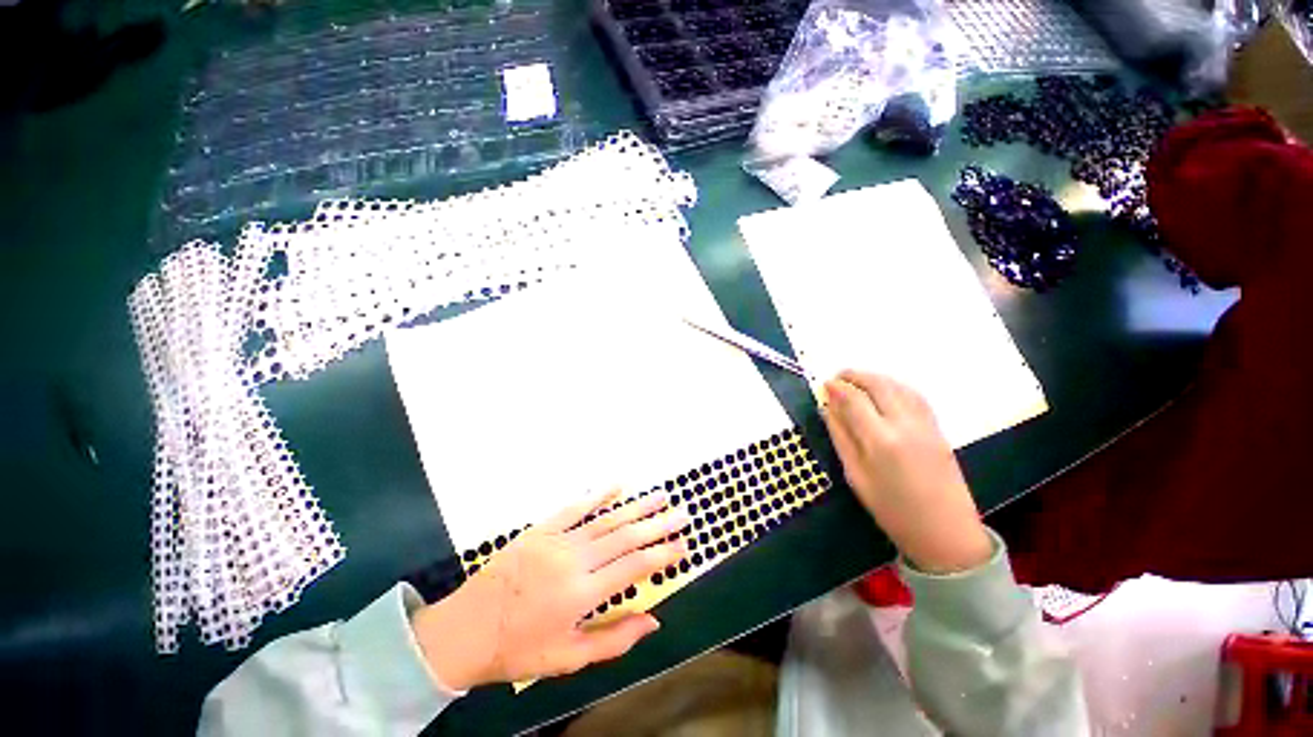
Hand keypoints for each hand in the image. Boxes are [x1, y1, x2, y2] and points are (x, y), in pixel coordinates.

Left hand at [411, 490, 688, 689]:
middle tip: (681, 513)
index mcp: (582, 594)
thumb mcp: (568, 659)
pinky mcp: (541, 529)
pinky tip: (617, 484)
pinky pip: (575, 508)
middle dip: (658, 524)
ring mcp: (557, 540)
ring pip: (606, 519)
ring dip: (636, 506)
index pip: (634, 567)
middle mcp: (574, 561)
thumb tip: (653, 620)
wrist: (466, 629)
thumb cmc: (519, 649)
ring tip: (660, 495)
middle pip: (625, 537)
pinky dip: (598, 494)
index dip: (662, 555)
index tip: (682, 545)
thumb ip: (614, 639)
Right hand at [822, 370, 991, 573]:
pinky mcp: (938, 428)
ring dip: (875, 377)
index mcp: (880, 440)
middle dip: (855, 375)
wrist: (945, 532)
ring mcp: (925, 424)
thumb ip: (840, 437)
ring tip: (857, 380)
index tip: (824, 383)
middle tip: (838, 377)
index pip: (854, 399)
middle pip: (878, 385)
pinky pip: (915, 396)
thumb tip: (827, 408)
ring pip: (898, 386)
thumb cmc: (891, 509)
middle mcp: (905, 424)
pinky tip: (885, 390)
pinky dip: (896, 385)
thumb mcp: (855, 475)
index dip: (837, 387)